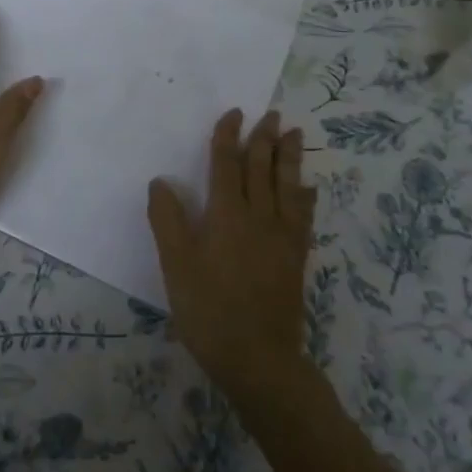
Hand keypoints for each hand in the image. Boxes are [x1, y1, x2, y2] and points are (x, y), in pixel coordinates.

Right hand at [146, 109, 316, 394]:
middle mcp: (258, 217)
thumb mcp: (176, 266)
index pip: (227, 165)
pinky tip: (309, 189)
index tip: (234, 113)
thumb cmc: (209, 310)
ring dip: (289, 158)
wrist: (258, 358)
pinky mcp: (295, 257)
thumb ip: (168, 220)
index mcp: (227, 215)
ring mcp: (282, 237)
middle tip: (271, 114)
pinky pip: (303, 216)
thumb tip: (161, 181)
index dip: (229, 137)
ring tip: (294, 134)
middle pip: (262, 169)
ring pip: (287, 186)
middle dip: (264, 139)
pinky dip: (305, 197)